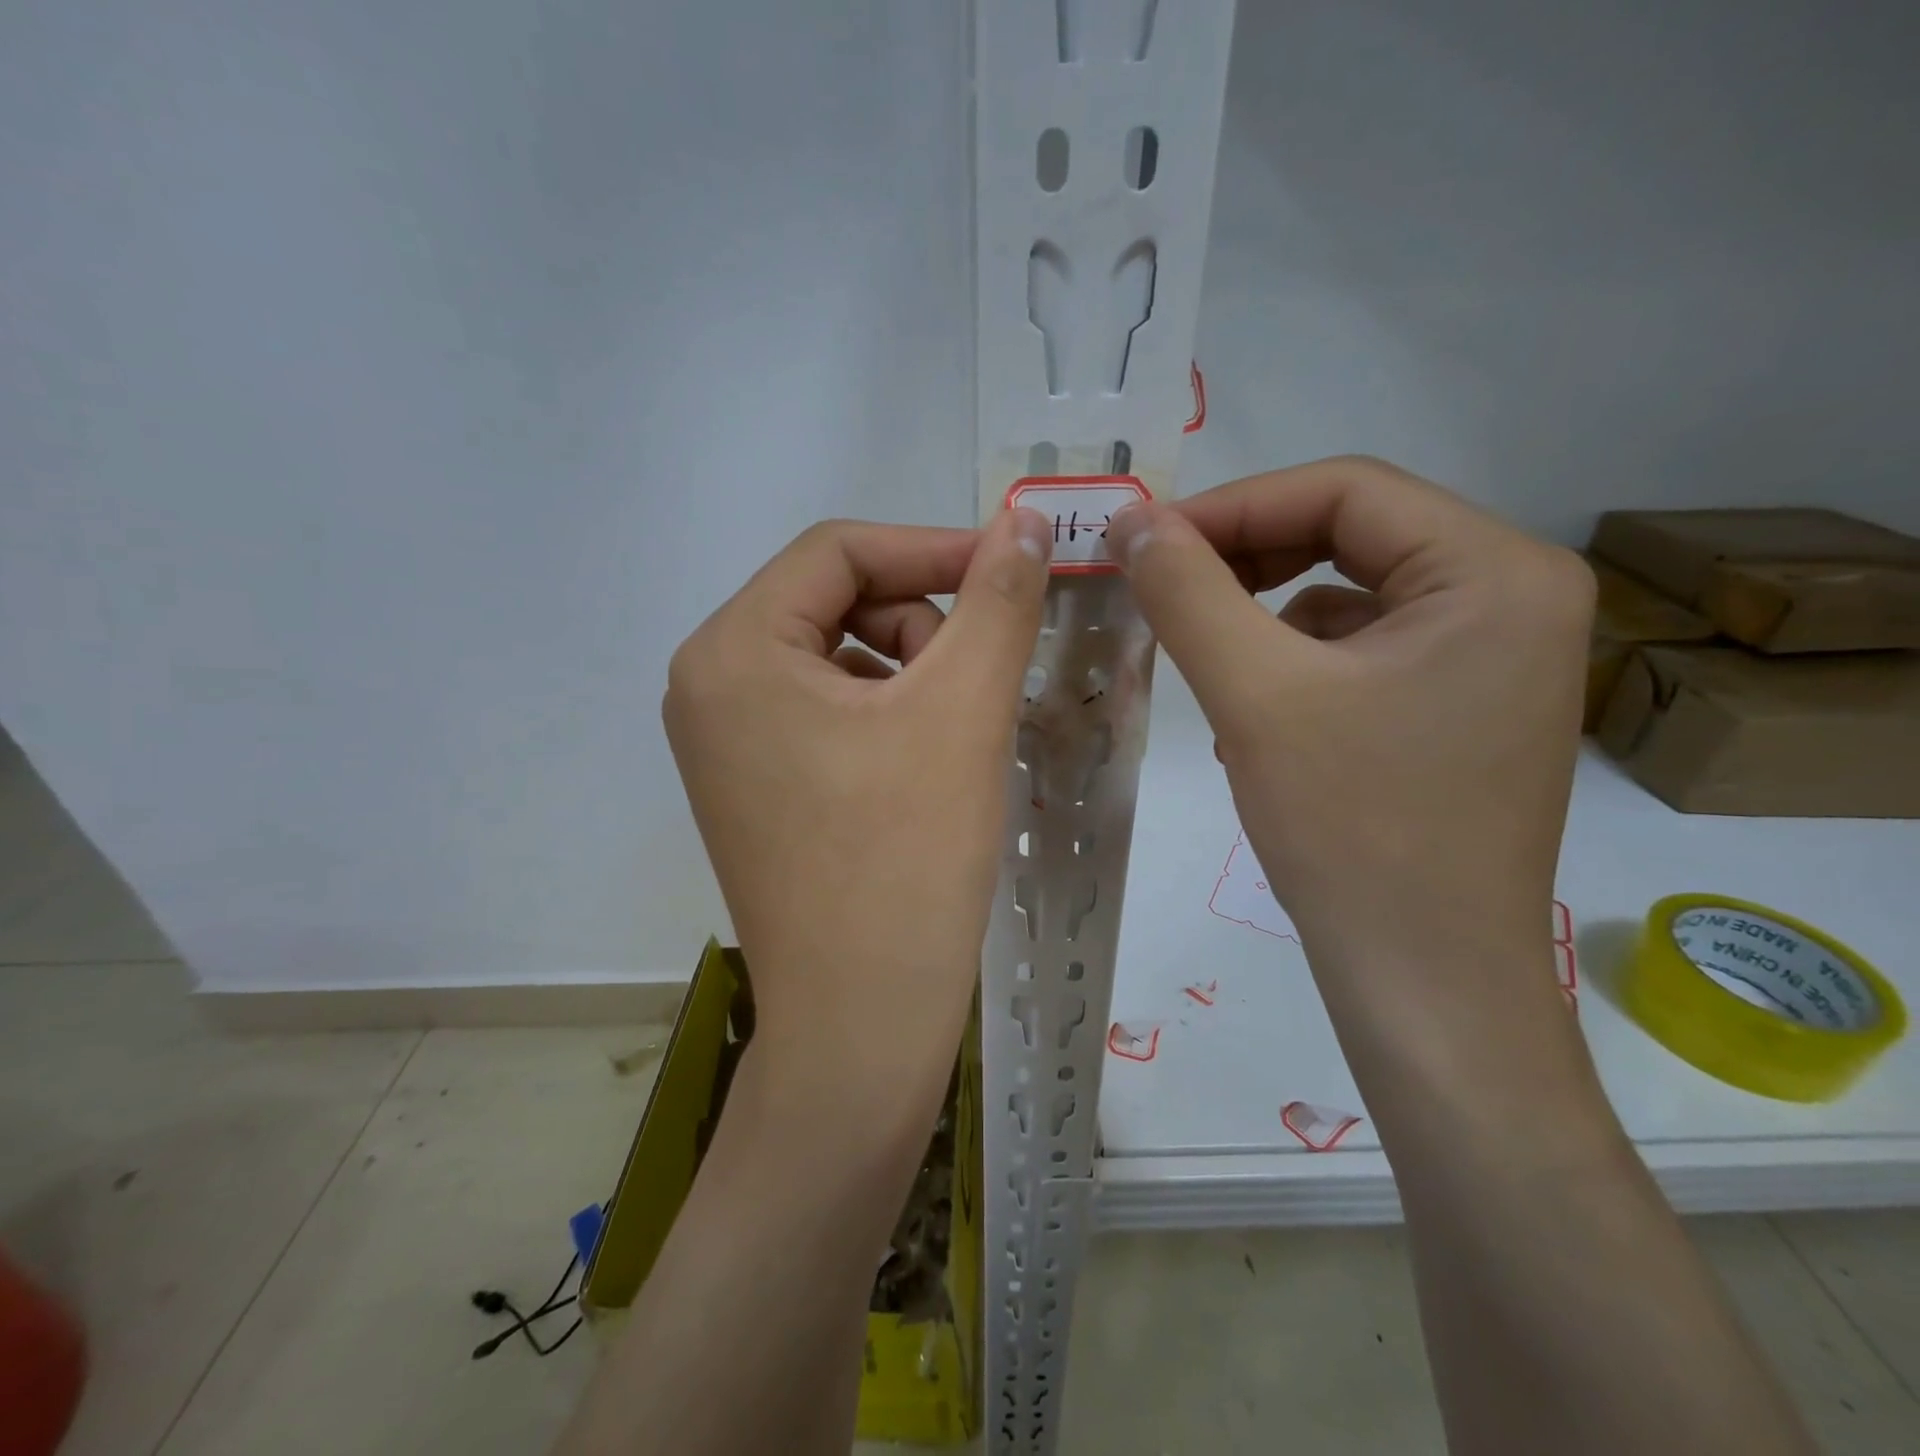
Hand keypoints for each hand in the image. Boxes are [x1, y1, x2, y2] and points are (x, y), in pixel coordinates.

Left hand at [663, 510, 1051, 1126]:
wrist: (862, 1022)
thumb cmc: (906, 859)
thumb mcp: (962, 709)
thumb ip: (998, 599)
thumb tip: (1026, 521)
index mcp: (732, 651)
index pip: (837, 551)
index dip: (932, 547)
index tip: (1011, 567)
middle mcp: (709, 687)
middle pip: (834, 603)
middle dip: (921, 624)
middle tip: (978, 683)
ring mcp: (726, 744)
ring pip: (839, 660)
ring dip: (911, 673)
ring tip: (955, 738)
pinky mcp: (756, 787)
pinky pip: (829, 714)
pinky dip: (888, 717)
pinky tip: (926, 769)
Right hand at [1107, 457, 1593, 1019]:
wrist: (1424, 980)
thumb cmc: (1351, 831)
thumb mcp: (1255, 694)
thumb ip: (1187, 591)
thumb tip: (1131, 519)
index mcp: (1496, 571)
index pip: (1345, 490)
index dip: (1232, 505)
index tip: (1144, 540)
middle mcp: (1514, 595)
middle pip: (1353, 534)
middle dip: (1245, 556)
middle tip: (1161, 585)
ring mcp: (1493, 654)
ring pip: (1350, 592)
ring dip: (1262, 610)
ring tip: (1201, 652)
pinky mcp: (1460, 702)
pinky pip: (1362, 646)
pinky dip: (1294, 657)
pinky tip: (1253, 706)